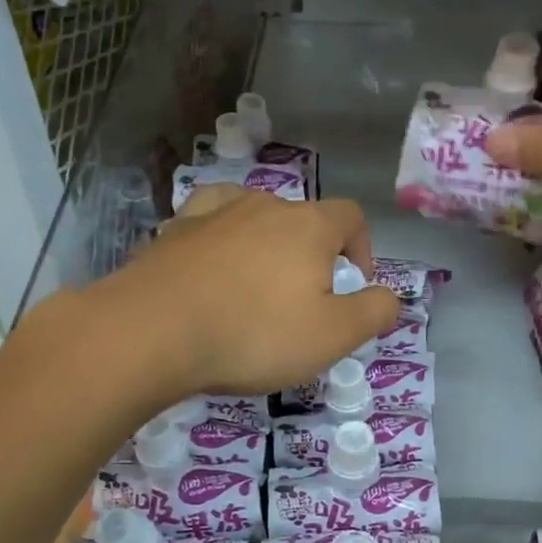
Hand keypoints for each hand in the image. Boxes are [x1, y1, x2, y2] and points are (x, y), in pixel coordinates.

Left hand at [89, 186, 398, 402]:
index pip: (351, 216)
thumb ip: (373, 312)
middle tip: (304, 302)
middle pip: (303, 219)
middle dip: (313, 255)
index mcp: (308, 226)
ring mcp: (214, 213)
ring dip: (265, 245)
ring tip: (257, 284)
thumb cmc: (254, 334)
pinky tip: (212, 261)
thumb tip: (389, 296)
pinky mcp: (173, 231)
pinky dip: (219, 238)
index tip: (355, 284)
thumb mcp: (332, 336)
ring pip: (254, 218)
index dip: (362, 247)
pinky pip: (208, 223)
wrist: (151, 332)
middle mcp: (264, 206)